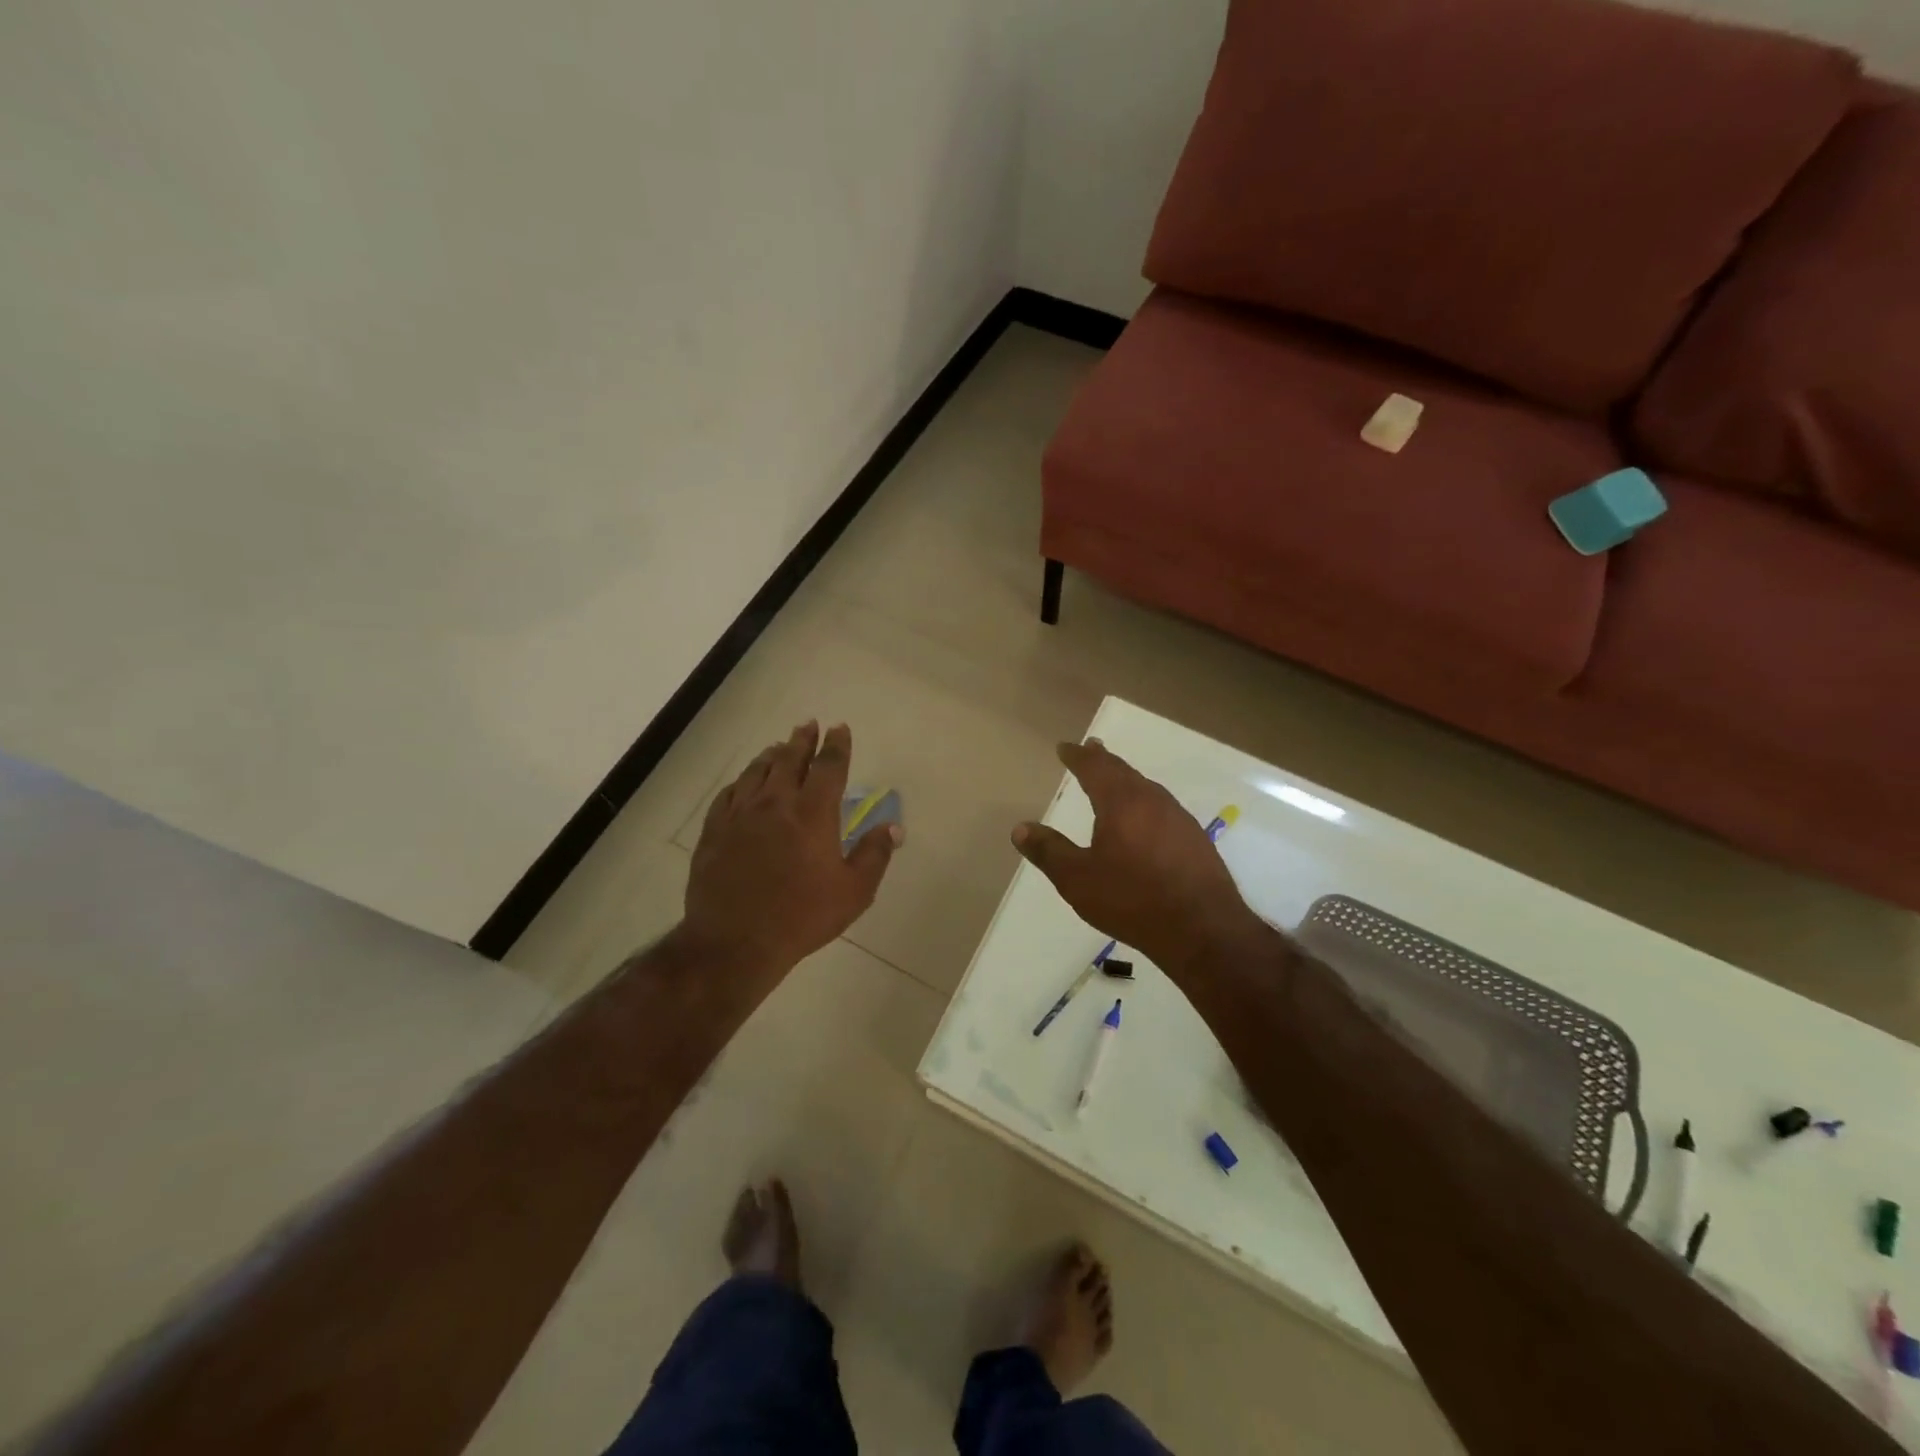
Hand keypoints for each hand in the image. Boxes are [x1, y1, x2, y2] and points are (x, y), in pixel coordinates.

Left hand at [681, 722, 898, 976]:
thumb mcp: (853, 892)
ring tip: (779, 746)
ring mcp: (740, 814)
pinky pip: (729, 794)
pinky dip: (742, 781)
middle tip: (808, 725)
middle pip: (790, 760)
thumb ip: (875, 855)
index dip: (836, 745)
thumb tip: (893, 826)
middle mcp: (776, 803)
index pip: (828, 767)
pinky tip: (743, 783)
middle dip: (802, 740)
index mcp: (813, 813)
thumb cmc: (802, 917)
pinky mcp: (715, 830)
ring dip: (771, 755)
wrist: (735, 941)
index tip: (839, 729)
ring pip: (757, 772)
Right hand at [1012, 739, 1258, 974]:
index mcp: (1121, 802)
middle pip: (1124, 771)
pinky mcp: (1195, 839)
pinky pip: (1162, 808)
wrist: (1203, 929)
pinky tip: (1145, 820)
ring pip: (1146, 788)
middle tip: (1091, 749)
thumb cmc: (1132, 900)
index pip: (1095, 767)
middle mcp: (1152, 800)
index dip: (1078, 756)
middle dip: (1104, 760)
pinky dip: (1145, 803)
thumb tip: (1020, 828)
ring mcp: (1179, 818)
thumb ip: (1048, 851)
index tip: (1065, 747)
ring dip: (1126, 780)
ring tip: (1114, 780)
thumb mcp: (1078, 879)